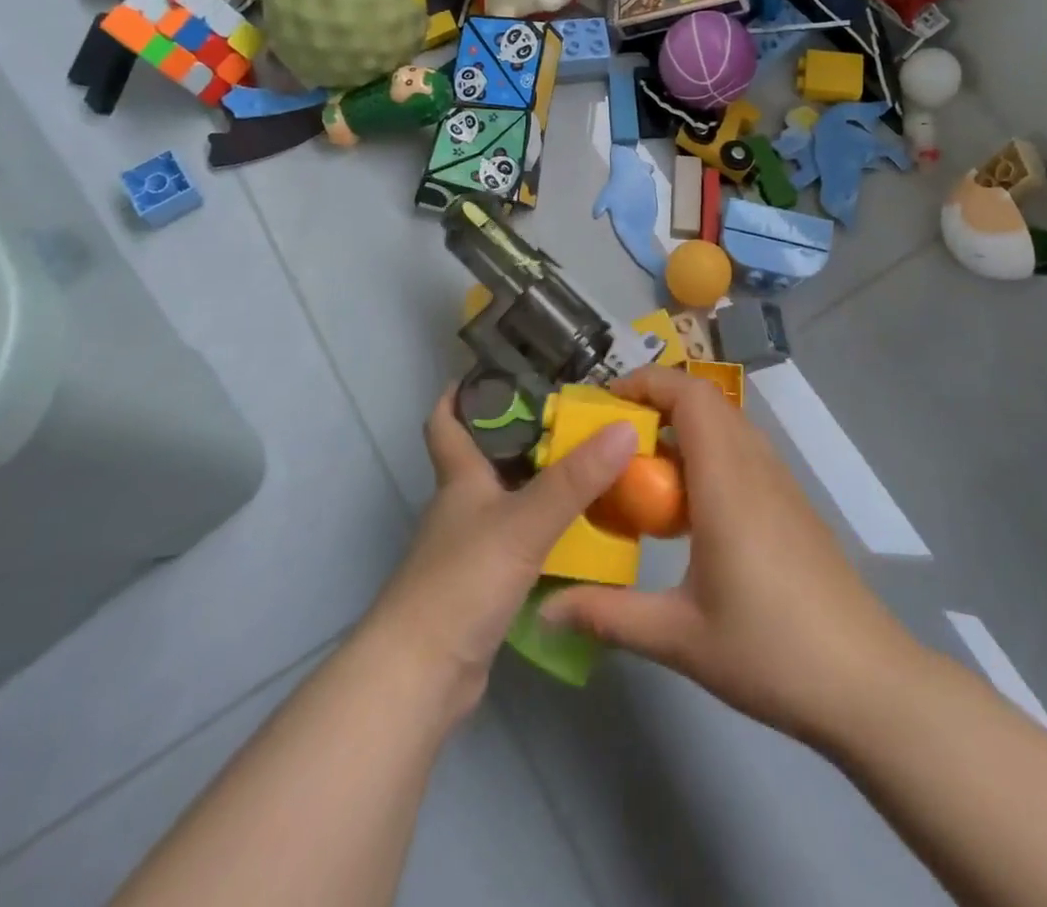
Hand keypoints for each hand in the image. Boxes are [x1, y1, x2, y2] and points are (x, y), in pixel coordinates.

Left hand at [361, 385, 637, 724]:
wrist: (423, 676)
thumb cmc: (462, 581)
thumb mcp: (524, 522)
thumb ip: (575, 479)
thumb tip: (624, 427)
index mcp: (459, 479)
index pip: (446, 422)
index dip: (460, 394)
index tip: (492, 371)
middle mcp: (461, 507)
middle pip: (486, 458)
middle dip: (524, 435)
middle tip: (576, 419)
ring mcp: (470, 549)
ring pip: (507, 501)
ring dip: (541, 485)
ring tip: (592, 469)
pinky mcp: (483, 586)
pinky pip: (520, 542)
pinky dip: (547, 531)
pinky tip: (581, 533)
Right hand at [540, 367, 909, 743]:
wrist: (867, 682)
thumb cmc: (770, 652)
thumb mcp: (679, 637)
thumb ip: (609, 614)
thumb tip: (545, 607)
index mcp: (726, 481)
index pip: (689, 395)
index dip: (646, 383)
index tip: (604, 404)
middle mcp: (755, 466)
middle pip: (706, 400)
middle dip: (656, 401)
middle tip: (613, 437)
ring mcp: (780, 482)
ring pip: (727, 423)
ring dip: (683, 426)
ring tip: (643, 468)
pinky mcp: (792, 502)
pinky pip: (742, 450)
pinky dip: (707, 451)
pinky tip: (689, 506)